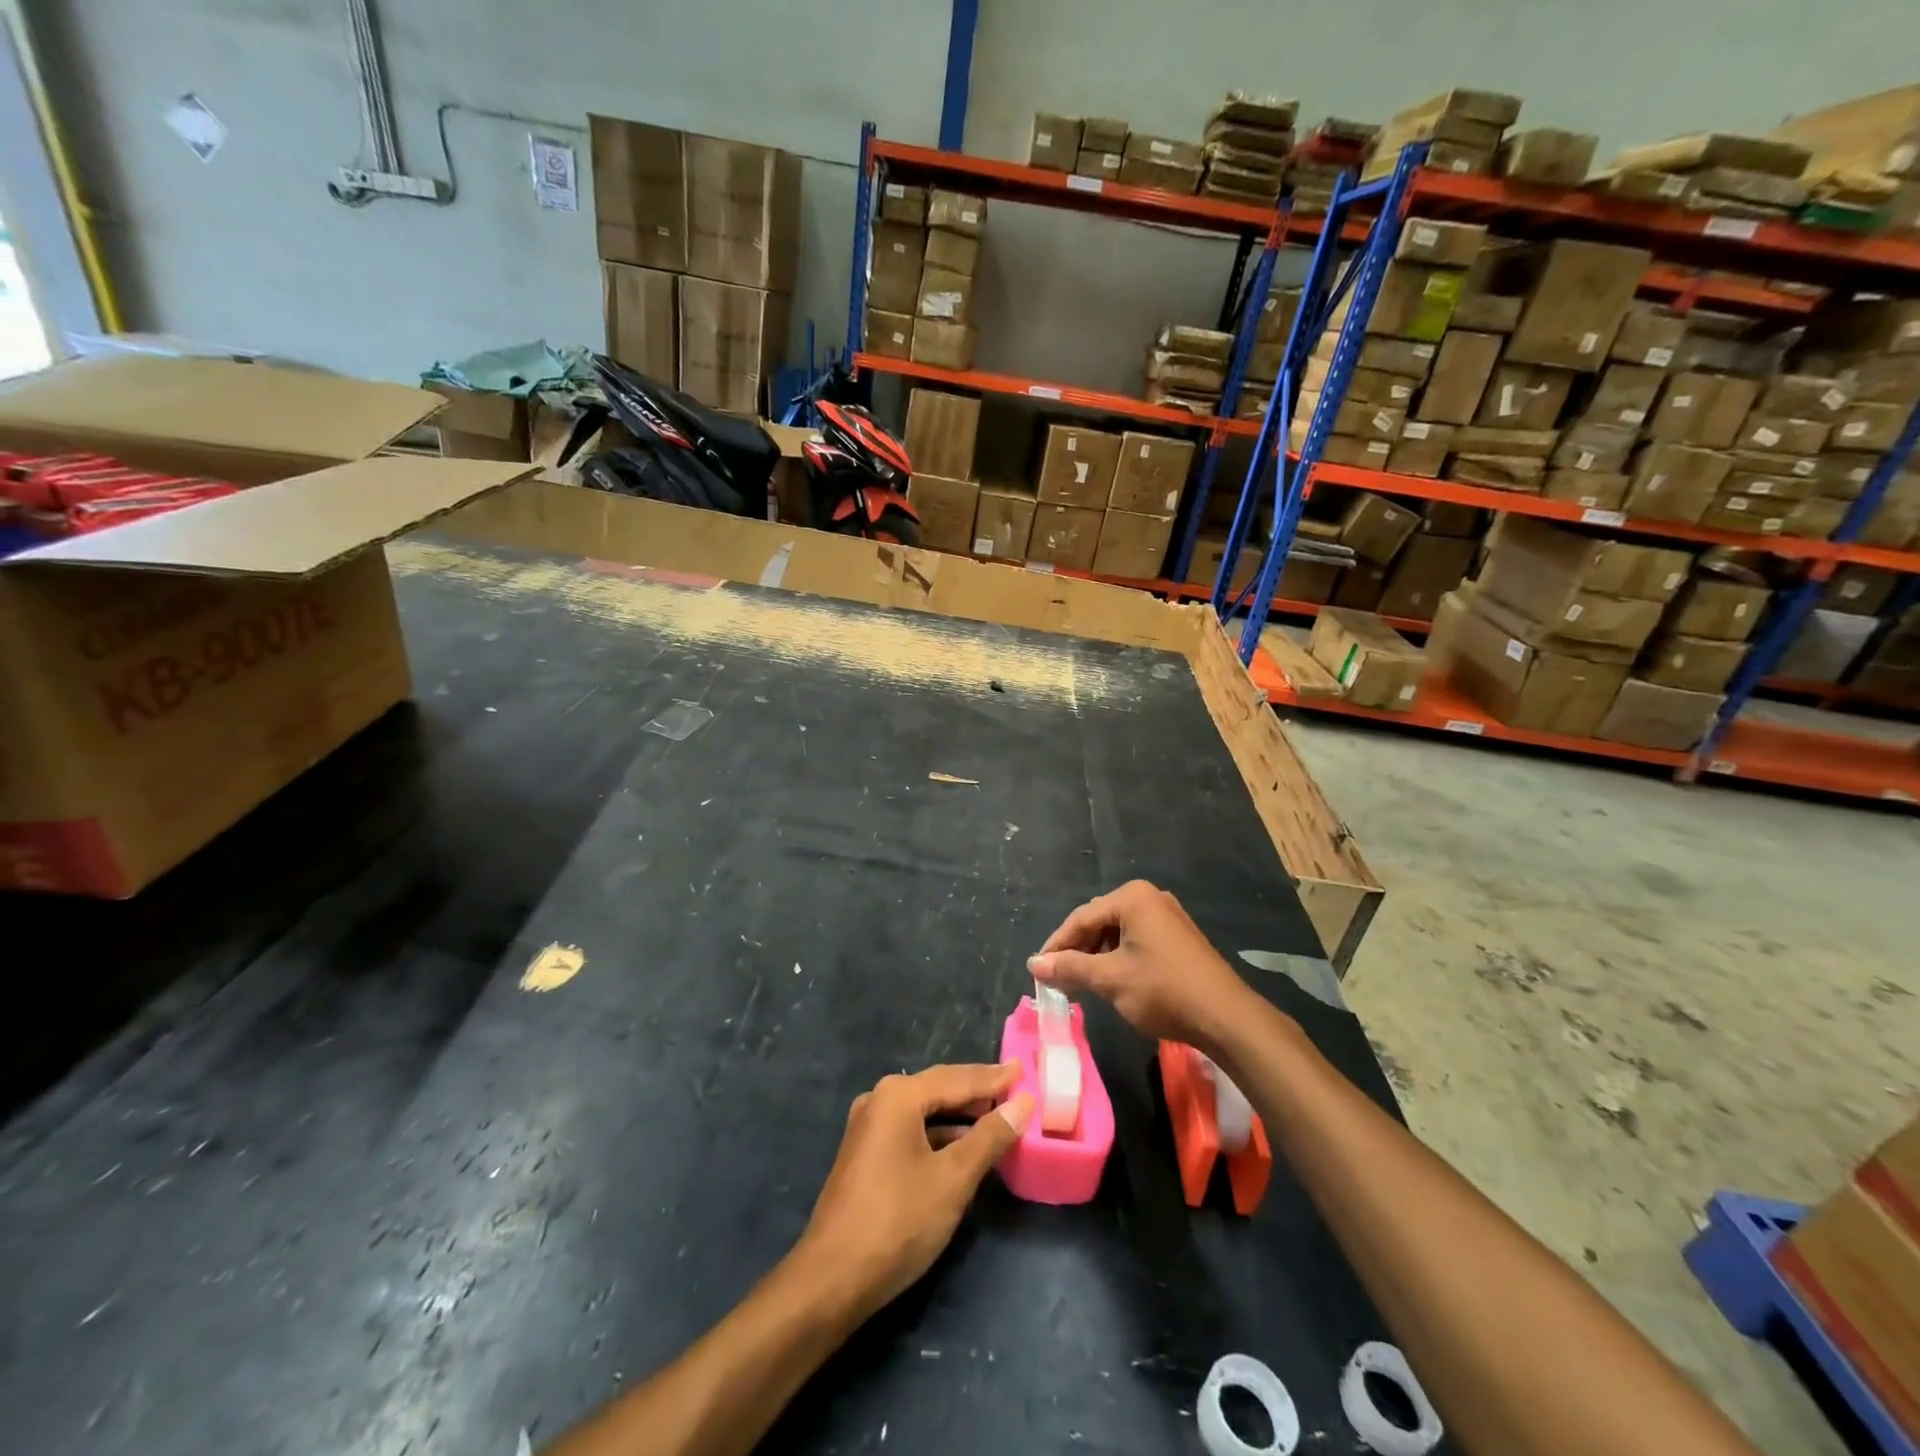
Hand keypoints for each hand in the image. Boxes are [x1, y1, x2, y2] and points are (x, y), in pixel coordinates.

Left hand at [795, 1064, 1031, 1320]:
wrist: (832, 1280)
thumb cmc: (898, 1221)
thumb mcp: (953, 1179)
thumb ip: (989, 1138)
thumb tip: (1022, 1104)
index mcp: (898, 1096)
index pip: (958, 1079)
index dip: (994, 1078)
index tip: (1024, 1069)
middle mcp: (880, 1100)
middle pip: (939, 1089)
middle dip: (978, 1092)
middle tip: (1016, 1088)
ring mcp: (869, 1127)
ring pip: (925, 1112)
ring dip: (960, 1116)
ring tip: (999, 1117)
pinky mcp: (866, 1154)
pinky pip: (912, 1131)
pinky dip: (941, 1135)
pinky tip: (964, 1148)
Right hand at [1029, 880, 1253, 1050]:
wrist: (1226, 1017)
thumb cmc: (1163, 990)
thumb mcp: (1110, 979)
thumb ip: (1069, 968)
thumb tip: (1033, 964)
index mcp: (1131, 898)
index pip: (1080, 918)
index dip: (1056, 946)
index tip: (1038, 971)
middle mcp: (1149, 897)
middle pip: (1099, 921)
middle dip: (1077, 950)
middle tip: (1059, 979)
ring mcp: (1167, 916)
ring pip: (1117, 932)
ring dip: (1097, 956)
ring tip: (1083, 983)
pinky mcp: (1179, 937)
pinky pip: (1137, 940)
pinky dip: (1119, 958)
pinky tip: (1113, 981)